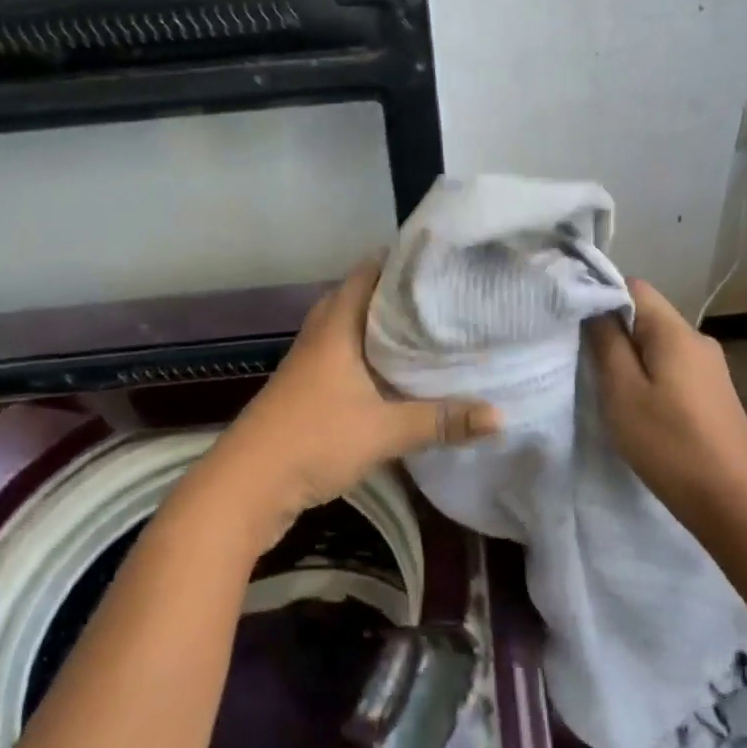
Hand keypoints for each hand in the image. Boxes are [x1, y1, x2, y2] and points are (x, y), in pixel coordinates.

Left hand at [206, 257, 502, 547]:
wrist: (246, 487)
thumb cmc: (313, 440)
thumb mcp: (384, 431)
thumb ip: (442, 421)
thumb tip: (500, 417)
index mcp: (337, 324)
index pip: (369, 271)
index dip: (404, 260)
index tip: (445, 259)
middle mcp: (322, 334)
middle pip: (363, 297)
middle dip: (402, 295)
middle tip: (448, 295)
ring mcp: (312, 362)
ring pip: (355, 329)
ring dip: (387, 328)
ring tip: (433, 328)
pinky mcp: (309, 390)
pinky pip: (348, 357)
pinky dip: (374, 357)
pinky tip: (400, 374)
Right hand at [585, 279, 746, 516]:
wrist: (729, 499)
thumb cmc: (668, 443)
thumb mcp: (622, 391)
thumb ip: (607, 343)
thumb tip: (596, 308)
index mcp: (676, 332)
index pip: (635, 288)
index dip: (602, 296)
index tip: (576, 322)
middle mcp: (699, 340)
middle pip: (649, 316)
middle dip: (616, 331)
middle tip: (586, 359)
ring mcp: (712, 368)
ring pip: (661, 344)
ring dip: (634, 357)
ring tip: (609, 386)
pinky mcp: (716, 393)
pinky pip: (676, 367)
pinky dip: (653, 376)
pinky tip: (642, 406)